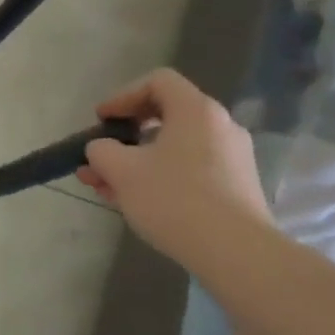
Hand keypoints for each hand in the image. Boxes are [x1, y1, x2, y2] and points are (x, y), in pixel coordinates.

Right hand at [77, 68, 272, 265]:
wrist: (236, 252)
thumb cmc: (174, 199)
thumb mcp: (122, 171)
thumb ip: (101, 151)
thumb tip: (101, 149)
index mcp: (196, 111)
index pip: (157, 82)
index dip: (123, 96)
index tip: (101, 120)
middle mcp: (219, 126)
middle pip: (165, 117)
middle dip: (124, 136)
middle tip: (99, 157)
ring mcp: (232, 158)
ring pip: (173, 148)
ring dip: (136, 161)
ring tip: (106, 187)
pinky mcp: (235, 187)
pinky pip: (189, 170)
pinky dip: (159, 177)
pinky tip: (136, 202)